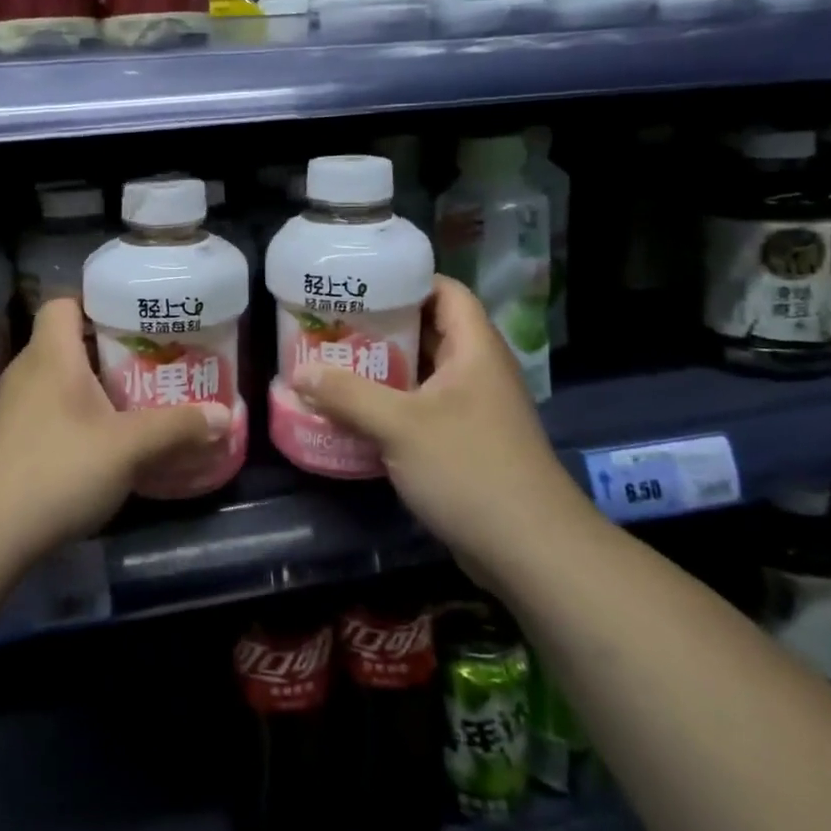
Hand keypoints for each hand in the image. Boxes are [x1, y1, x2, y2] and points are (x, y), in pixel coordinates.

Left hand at [0, 298, 229, 559]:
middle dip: (103, 355)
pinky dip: (63, 425)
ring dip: (84, 394)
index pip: (63, 302)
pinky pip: (37, 418)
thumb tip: (225, 416)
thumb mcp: (128, 448)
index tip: (131, 321)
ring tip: (123, 414)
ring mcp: (2, 411)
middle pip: (62, 345)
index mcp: (50, 355)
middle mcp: (21, 373)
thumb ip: (177, 428)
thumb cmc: (57, 470)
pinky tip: (86, 456)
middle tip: (144, 371)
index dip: (94, 303)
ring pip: (50, 385)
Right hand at [292, 276, 595, 587]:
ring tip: (333, 362)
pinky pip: (422, 408)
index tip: (359, 282)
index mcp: (474, 349)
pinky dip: (391, 404)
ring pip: (422, 373)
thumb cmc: (469, 469)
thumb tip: (299, 372)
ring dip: (382, 369)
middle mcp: (477, 371)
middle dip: (380, 326)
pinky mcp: (465, 443)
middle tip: (332, 323)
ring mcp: (473, 409)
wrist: (531, 551)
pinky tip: (353, 412)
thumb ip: (347, 395)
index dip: (406, 279)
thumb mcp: (400, 426)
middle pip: (428, 330)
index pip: (445, 291)